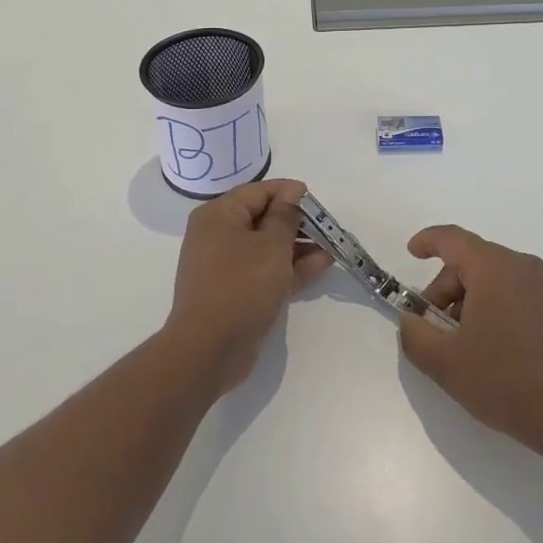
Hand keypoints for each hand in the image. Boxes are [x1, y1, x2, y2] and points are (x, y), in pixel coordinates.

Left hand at [165, 179, 331, 396]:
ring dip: (299, 246)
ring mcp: (227, 265)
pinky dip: (291, 267)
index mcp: (219, 216)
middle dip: (298, 222)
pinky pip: (266, 270)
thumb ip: (285, 216)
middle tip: (329, 227)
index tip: (317, 202)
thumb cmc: (241, 287)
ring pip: (268, 247)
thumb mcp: (271, 246)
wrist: (209, 350)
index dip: (289, 193)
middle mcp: (219, 235)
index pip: (259, 192)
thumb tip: (292, 192)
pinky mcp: (237, 291)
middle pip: (264, 218)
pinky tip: (321, 265)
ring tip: (332, 247)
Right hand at [398, 225, 542, 462]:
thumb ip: (415, 335)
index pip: (453, 239)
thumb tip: (411, 321)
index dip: (427, 241)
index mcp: (494, 268)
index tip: (411, 253)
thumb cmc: (505, 380)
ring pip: (492, 280)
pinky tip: (487, 349)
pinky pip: (512, 294)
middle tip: (432, 330)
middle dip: (444, 290)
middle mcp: (522, 267)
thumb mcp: (445, 362)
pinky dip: (491, 309)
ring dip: (467, 303)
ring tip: (460, 346)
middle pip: (471, 263)